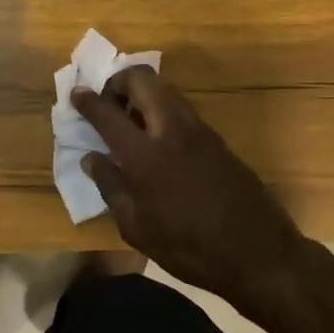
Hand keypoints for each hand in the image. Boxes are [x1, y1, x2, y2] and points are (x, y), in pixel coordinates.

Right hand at [74, 67, 307, 311]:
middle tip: (108, 106)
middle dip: (119, 82)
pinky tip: (156, 141)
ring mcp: (199, 131)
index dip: (88, 100)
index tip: (76, 94)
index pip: (108, 113)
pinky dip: (161, 111)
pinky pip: (181, 109)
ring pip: (165, 89)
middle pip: (143, 79)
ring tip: (130, 124)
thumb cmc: (188, 248)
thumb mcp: (137, 228)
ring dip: (142, 94)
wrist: (257, 253)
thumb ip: (111, 187)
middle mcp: (172, 131)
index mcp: (145, 155)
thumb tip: (91, 159)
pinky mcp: (217, 139)